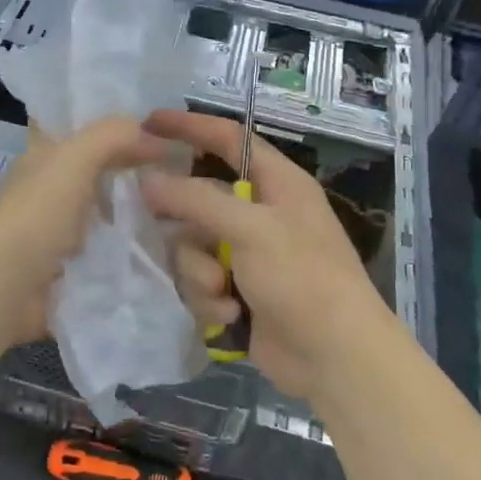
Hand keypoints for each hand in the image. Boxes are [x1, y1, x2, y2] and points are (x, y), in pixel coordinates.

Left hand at [0, 116, 169, 347]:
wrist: (5, 289)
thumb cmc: (36, 215)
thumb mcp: (74, 159)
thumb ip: (112, 136)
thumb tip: (152, 135)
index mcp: (42, 158)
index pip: (79, 131)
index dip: (114, 128)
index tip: (163, 131)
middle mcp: (47, 190)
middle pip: (95, 172)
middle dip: (132, 171)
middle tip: (181, 172)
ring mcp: (56, 232)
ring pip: (103, 212)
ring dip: (134, 212)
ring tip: (179, 209)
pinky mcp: (67, 269)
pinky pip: (105, 251)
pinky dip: (128, 248)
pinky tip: (160, 246)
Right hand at [141, 109, 384, 401]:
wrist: (334, 357)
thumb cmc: (302, 278)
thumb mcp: (251, 229)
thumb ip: (196, 199)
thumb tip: (146, 180)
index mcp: (276, 183)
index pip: (228, 139)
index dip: (190, 126)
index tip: (148, 122)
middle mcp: (259, 213)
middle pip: (199, 198)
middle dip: (185, 221)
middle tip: (153, 221)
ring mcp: (246, 255)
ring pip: (192, 246)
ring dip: (200, 272)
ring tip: (222, 290)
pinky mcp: (236, 291)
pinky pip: (200, 281)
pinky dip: (210, 298)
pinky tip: (230, 315)